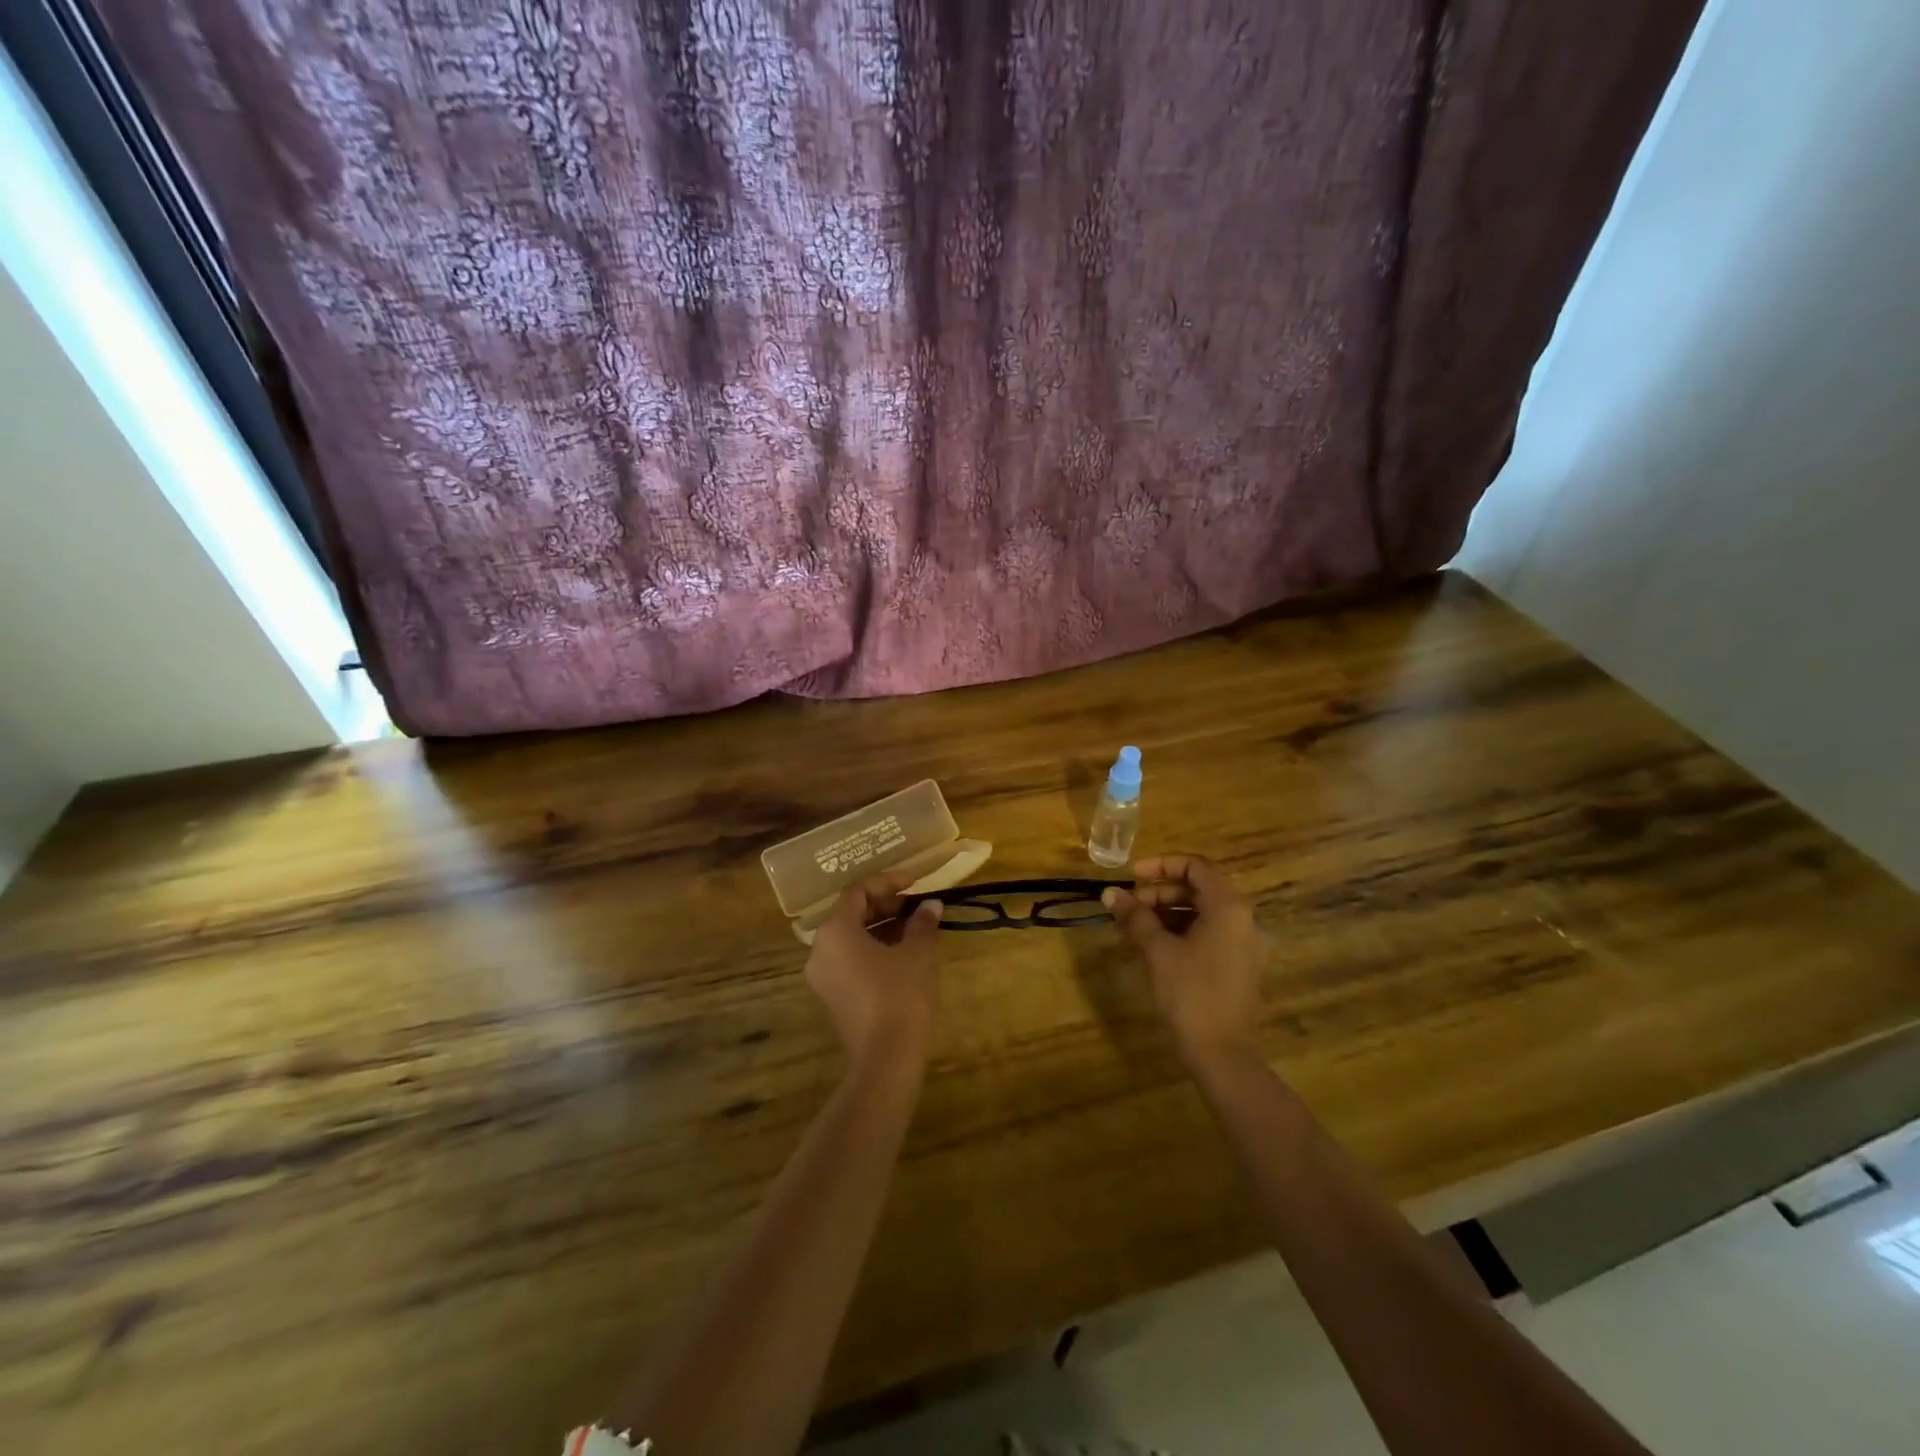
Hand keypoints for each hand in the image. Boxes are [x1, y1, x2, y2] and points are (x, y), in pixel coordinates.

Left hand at [805, 869, 943, 1069]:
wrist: (886, 1060)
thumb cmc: (901, 995)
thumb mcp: (918, 953)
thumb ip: (922, 923)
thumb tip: (930, 905)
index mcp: (835, 931)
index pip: (857, 892)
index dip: (887, 883)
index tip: (915, 883)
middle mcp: (821, 950)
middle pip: (851, 914)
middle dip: (885, 906)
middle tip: (917, 906)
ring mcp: (823, 976)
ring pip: (851, 938)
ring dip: (882, 928)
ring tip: (916, 928)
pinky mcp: (833, 997)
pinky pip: (851, 960)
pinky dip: (874, 950)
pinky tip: (904, 955)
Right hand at [1103, 854, 1269, 1066]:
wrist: (1221, 1053)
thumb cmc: (1189, 993)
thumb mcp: (1157, 950)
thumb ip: (1135, 916)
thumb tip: (1109, 892)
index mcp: (1229, 908)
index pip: (1196, 866)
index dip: (1161, 865)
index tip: (1132, 877)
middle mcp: (1244, 920)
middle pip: (1199, 889)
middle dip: (1160, 893)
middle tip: (1128, 907)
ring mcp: (1246, 944)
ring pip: (1203, 913)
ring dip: (1169, 912)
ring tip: (1135, 927)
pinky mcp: (1240, 966)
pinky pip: (1210, 934)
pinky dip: (1183, 931)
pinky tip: (1155, 945)